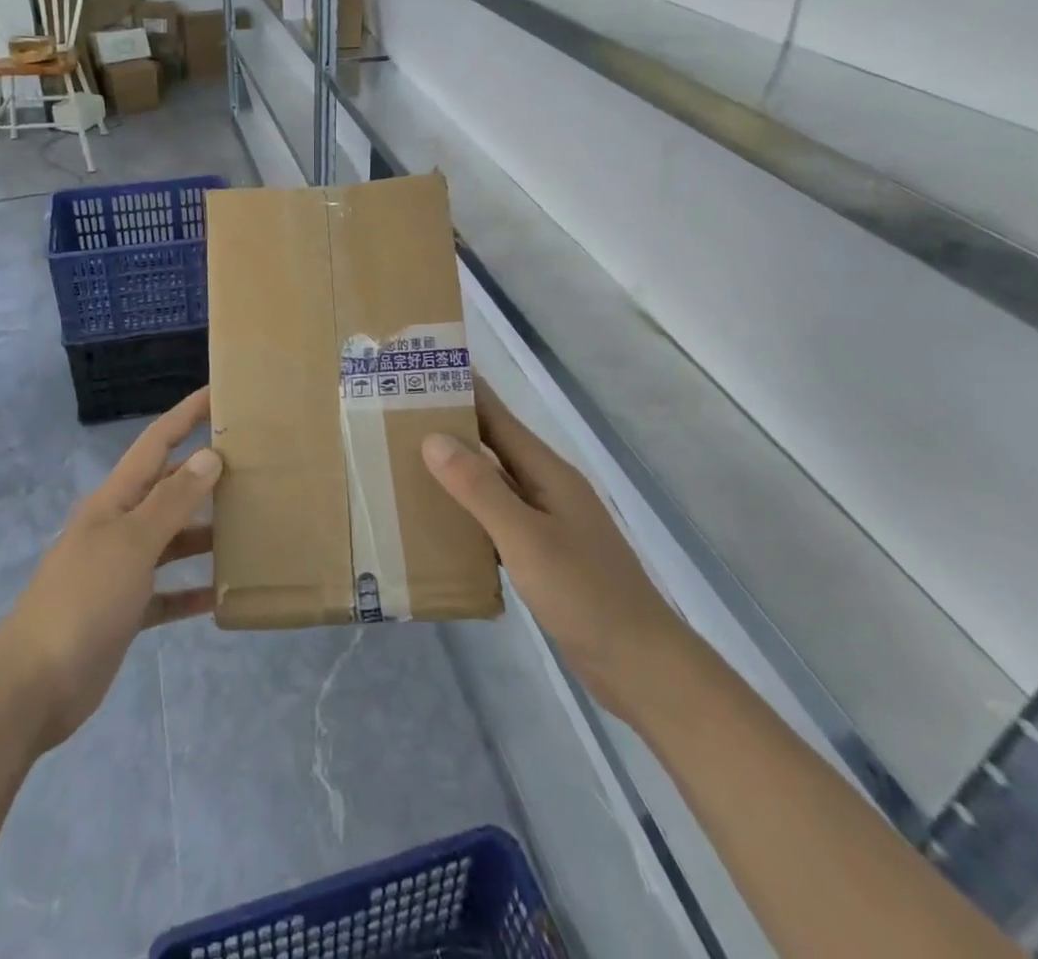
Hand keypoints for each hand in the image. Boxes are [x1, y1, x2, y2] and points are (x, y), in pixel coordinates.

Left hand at [0, 388, 221, 751]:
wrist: (33, 686)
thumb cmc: (84, 599)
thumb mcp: (132, 543)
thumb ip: (172, 501)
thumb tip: (209, 455)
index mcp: (115, 500)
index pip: (156, 443)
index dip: (186, 415)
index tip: (219, 392)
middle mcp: (119, 526)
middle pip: (168, 488)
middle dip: (205, 473)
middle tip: (254, 464)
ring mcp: (121, 569)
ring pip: (172, 539)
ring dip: (205, 532)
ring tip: (250, 525)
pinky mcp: (126, 610)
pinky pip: (168, 591)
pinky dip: (192, 589)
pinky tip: (222, 592)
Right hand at [422, 380, 683, 718]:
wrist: (640, 665)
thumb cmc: (584, 593)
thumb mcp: (526, 537)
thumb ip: (480, 488)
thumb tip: (433, 438)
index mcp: (546, 471)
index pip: (497, 416)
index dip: (463, 390)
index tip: (422, 372)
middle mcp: (546, 486)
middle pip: (493, 445)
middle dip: (451, 427)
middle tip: (397, 416)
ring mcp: (547, 520)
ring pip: (492, 482)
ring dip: (455, 470)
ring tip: (406, 462)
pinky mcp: (543, 553)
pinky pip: (496, 518)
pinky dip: (467, 512)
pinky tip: (439, 521)